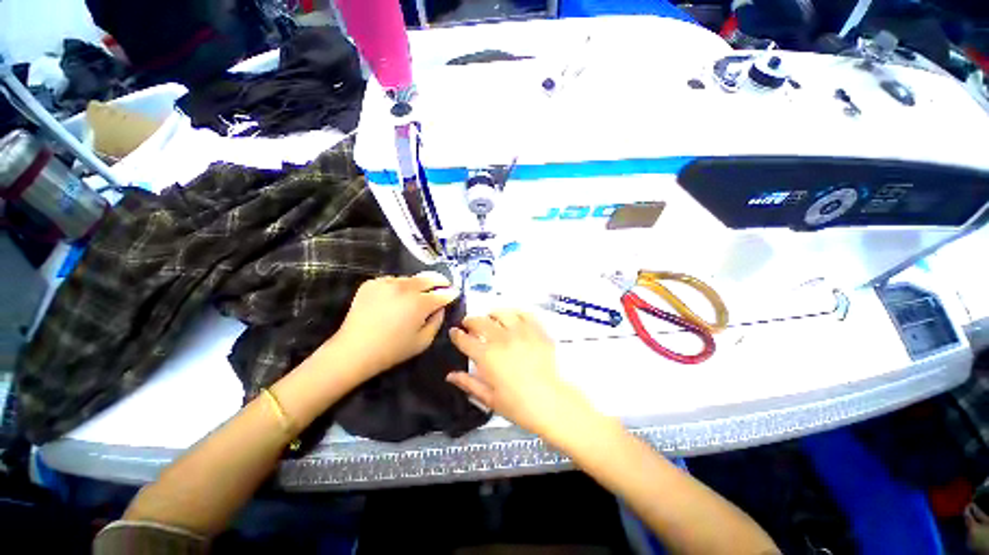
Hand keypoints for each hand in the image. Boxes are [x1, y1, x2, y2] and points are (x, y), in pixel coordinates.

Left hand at [333, 271, 458, 379]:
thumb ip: (437, 321)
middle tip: (445, 283)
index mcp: (420, 303)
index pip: (442, 294)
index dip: (451, 294)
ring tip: (419, 292)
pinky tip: (396, 296)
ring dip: (418, 284)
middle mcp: (405, 288)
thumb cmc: (392, 350)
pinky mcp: (372, 283)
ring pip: (410, 279)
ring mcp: (387, 283)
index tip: (455, 293)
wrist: (354, 350)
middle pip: (428, 278)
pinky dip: (399, 286)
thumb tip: (440, 308)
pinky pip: (393, 281)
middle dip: (440, 280)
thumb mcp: (423, 341)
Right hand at [447, 310, 590, 436]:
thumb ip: (468, 384)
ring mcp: (520, 332)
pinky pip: (523, 314)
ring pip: (501, 313)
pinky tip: (513, 318)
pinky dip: (515, 313)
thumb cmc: (518, 405)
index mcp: (486, 356)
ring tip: (490, 317)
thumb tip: (450, 375)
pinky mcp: (536, 330)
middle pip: (480, 321)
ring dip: (492, 314)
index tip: (454, 331)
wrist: (552, 402)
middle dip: (470, 321)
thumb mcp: (489, 399)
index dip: (456, 334)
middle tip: (469, 324)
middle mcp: (501, 339)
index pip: (465, 340)